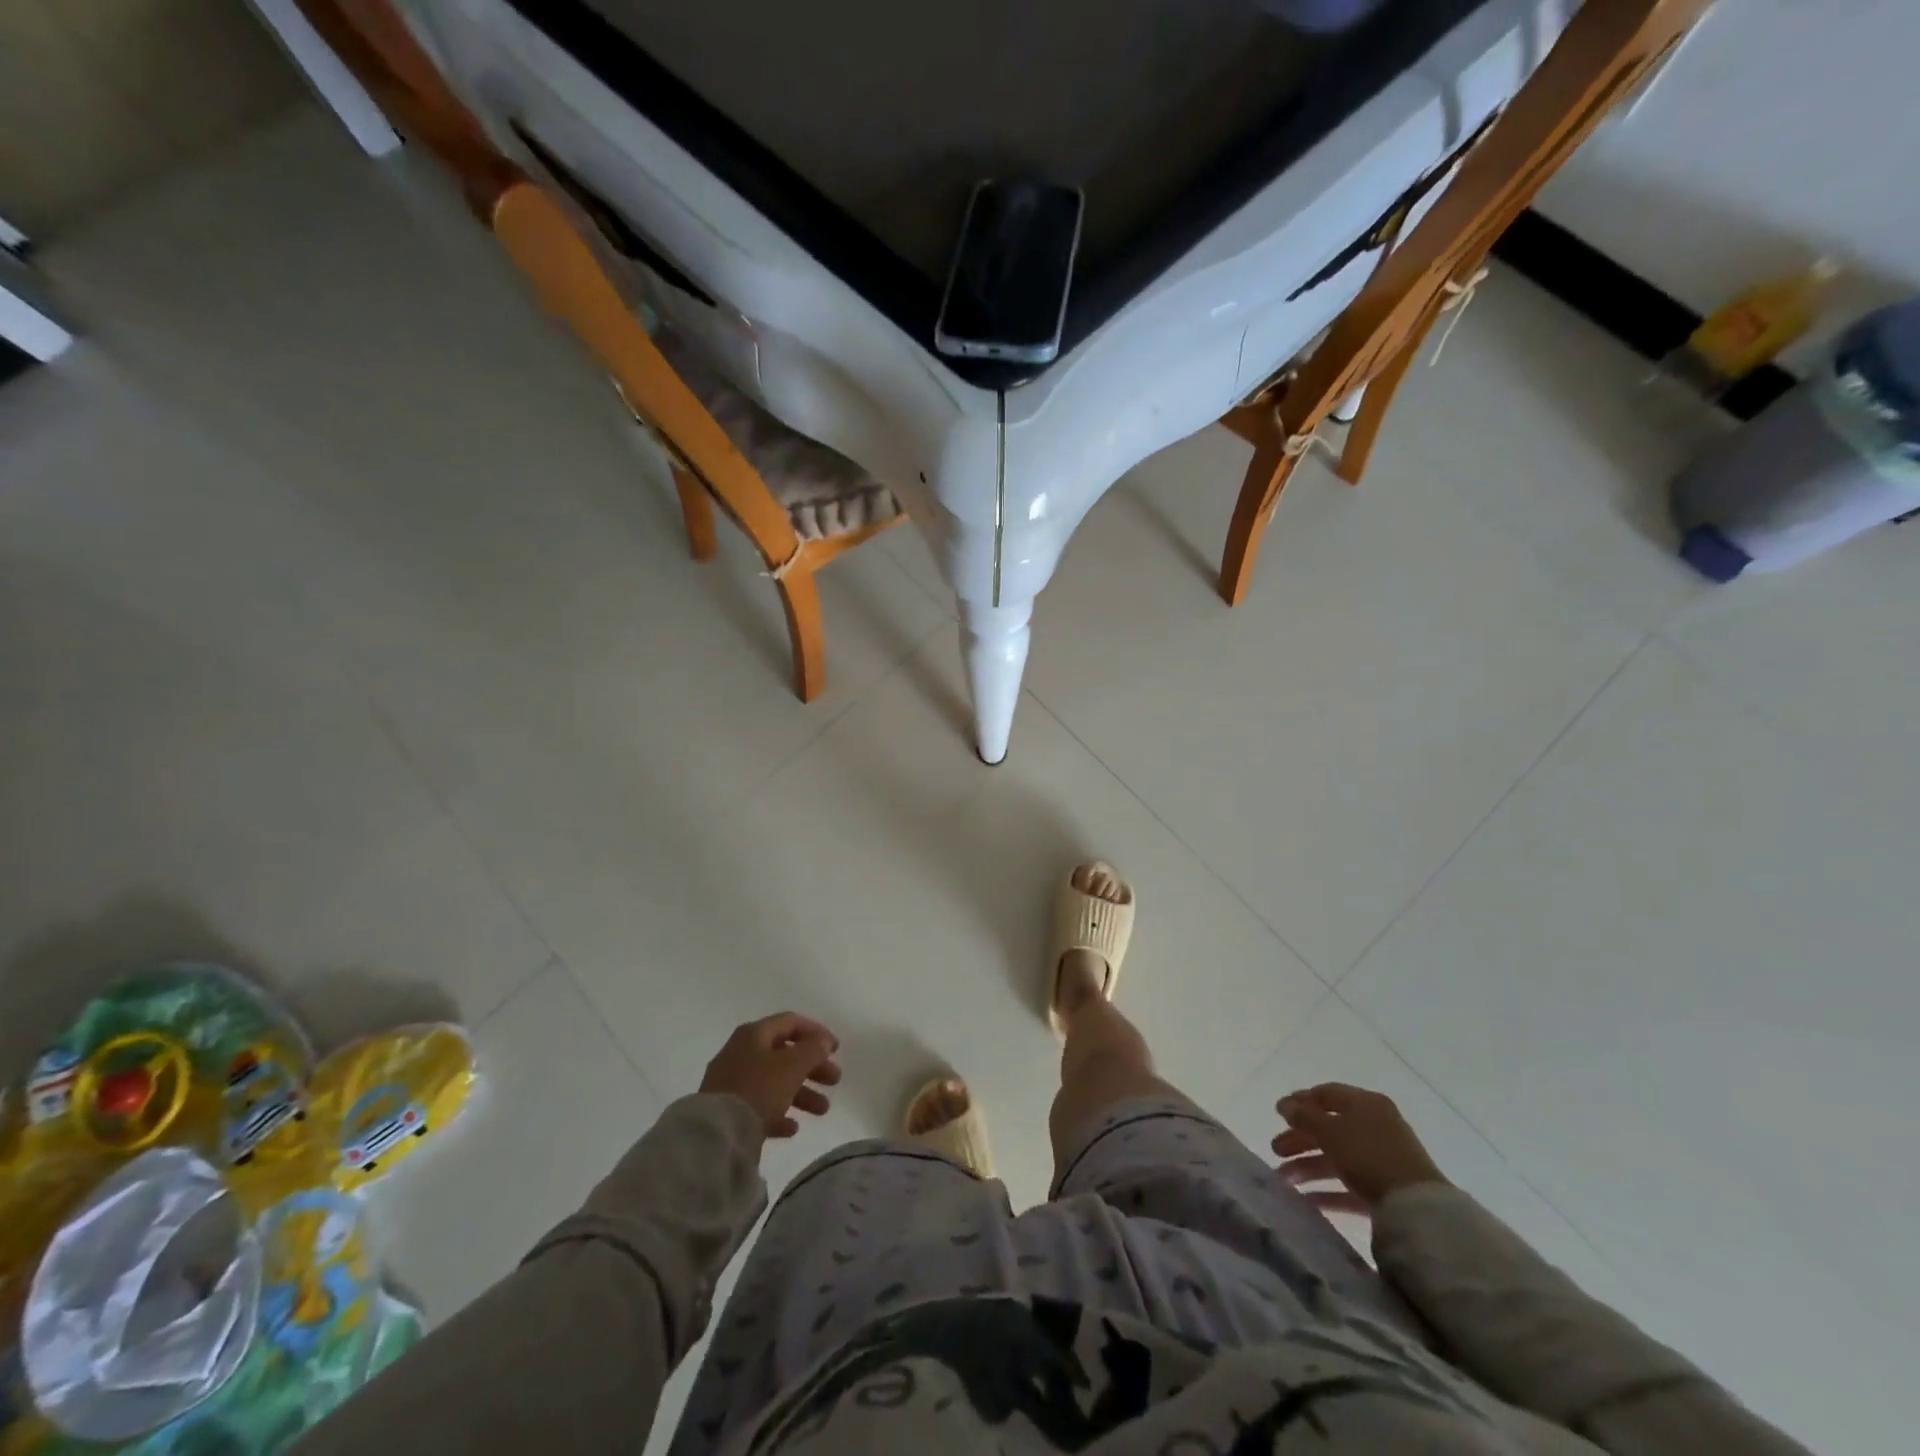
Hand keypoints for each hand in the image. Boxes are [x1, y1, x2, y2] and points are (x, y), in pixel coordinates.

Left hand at [699, 1013, 842, 1137]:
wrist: (715, 1134)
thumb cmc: (758, 1089)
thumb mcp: (792, 1065)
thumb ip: (813, 1049)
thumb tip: (823, 1040)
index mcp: (754, 1035)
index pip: (790, 1022)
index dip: (816, 1032)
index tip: (836, 1049)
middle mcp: (741, 1053)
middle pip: (784, 1054)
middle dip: (813, 1067)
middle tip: (834, 1080)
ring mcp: (732, 1083)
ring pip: (774, 1082)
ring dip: (802, 1093)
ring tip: (823, 1110)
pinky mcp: (727, 1111)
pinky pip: (759, 1106)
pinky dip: (779, 1114)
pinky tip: (792, 1128)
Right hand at [1273, 1083, 1448, 1214]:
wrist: (1418, 1209)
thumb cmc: (1369, 1155)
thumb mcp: (1329, 1130)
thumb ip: (1303, 1116)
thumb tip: (1284, 1104)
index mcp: (1365, 1103)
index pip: (1327, 1094)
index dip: (1300, 1101)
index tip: (1277, 1112)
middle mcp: (1375, 1126)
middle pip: (1329, 1127)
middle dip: (1299, 1139)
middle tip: (1275, 1150)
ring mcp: (1382, 1159)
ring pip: (1336, 1157)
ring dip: (1307, 1166)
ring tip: (1283, 1179)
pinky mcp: (1385, 1190)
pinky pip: (1349, 1184)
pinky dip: (1327, 1189)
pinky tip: (1305, 1199)